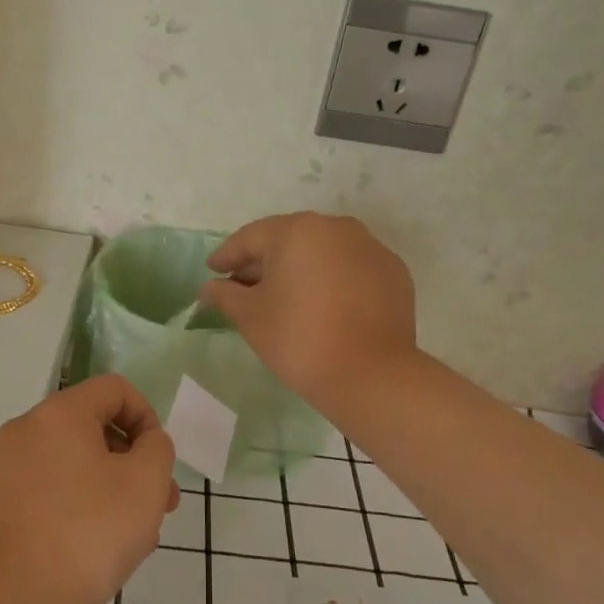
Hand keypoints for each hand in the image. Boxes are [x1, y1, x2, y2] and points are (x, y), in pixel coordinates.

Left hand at [0, 375, 179, 603]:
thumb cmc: (85, 534)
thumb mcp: (144, 484)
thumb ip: (157, 449)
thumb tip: (146, 442)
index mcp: (58, 414)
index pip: (114, 389)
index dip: (148, 416)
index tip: (160, 460)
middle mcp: (25, 433)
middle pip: (93, 428)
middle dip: (134, 461)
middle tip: (161, 504)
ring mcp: (4, 472)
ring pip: (74, 466)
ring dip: (112, 490)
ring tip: (136, 537)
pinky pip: (51, 494)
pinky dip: (80, 509)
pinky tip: (97, 552)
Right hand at [200, 212, 416, 407]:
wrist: (371, 375)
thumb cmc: (299, 339)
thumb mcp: (251, 317)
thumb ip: (225, 295)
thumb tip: (209, 287)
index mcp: (297, 231)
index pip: (251, 238)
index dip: (228, 256)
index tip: (213, 271)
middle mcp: (336, 228)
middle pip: (289, 240)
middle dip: (264, 262)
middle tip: (243, 286)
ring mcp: (370, 248)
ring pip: (323, 252)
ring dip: (300, 269)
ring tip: (284, 296)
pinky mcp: (393, 273)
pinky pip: (351, 269)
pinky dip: (332, 280)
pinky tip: (322, 305)